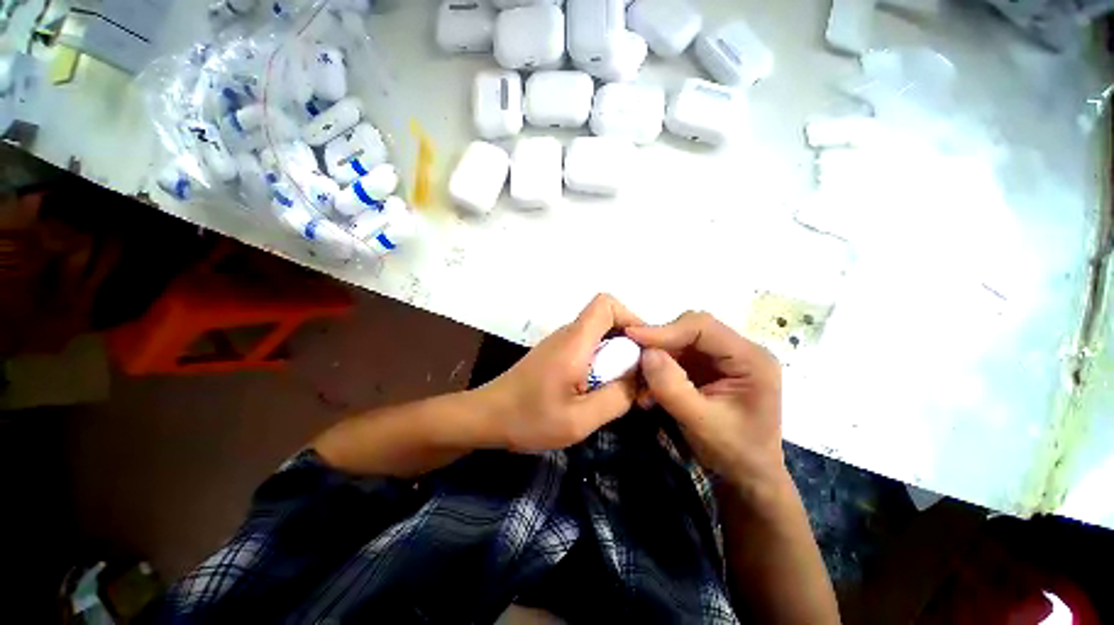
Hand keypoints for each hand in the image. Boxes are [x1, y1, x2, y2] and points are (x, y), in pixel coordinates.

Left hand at [478, 294, 642, 452]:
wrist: (487, 417)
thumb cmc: (528, 418)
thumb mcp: (579, 419)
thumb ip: (616, 397)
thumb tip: (639, 380)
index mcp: (574, 341)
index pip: (606, 304)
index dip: (631, 318)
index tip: (644, 350)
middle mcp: (568, 335)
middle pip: (608, 321)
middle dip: (630, 346)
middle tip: (639, 380)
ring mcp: (561, 344)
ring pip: (600, 337)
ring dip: (617, 358)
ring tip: (623, 390)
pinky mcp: (556, 355)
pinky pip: (588, 350)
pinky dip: (602, 365)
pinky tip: (600, 391)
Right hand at [626, 312, 784, 493]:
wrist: (747, 475)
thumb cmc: (734, 452)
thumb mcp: (701, 423)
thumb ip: (672, 388)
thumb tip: (646, 353)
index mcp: (750, 359)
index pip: (703, 328)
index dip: (665, 329)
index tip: (632, 337)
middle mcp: (738, 351)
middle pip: (690, 330)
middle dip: (659, 344)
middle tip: (634, 360)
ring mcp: (722, 358)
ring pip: (680, 342)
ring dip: (656, 358)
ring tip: (641, 383)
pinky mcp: (708, 367)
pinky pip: (678, 356)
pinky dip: (659, 369)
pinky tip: (650, 390)